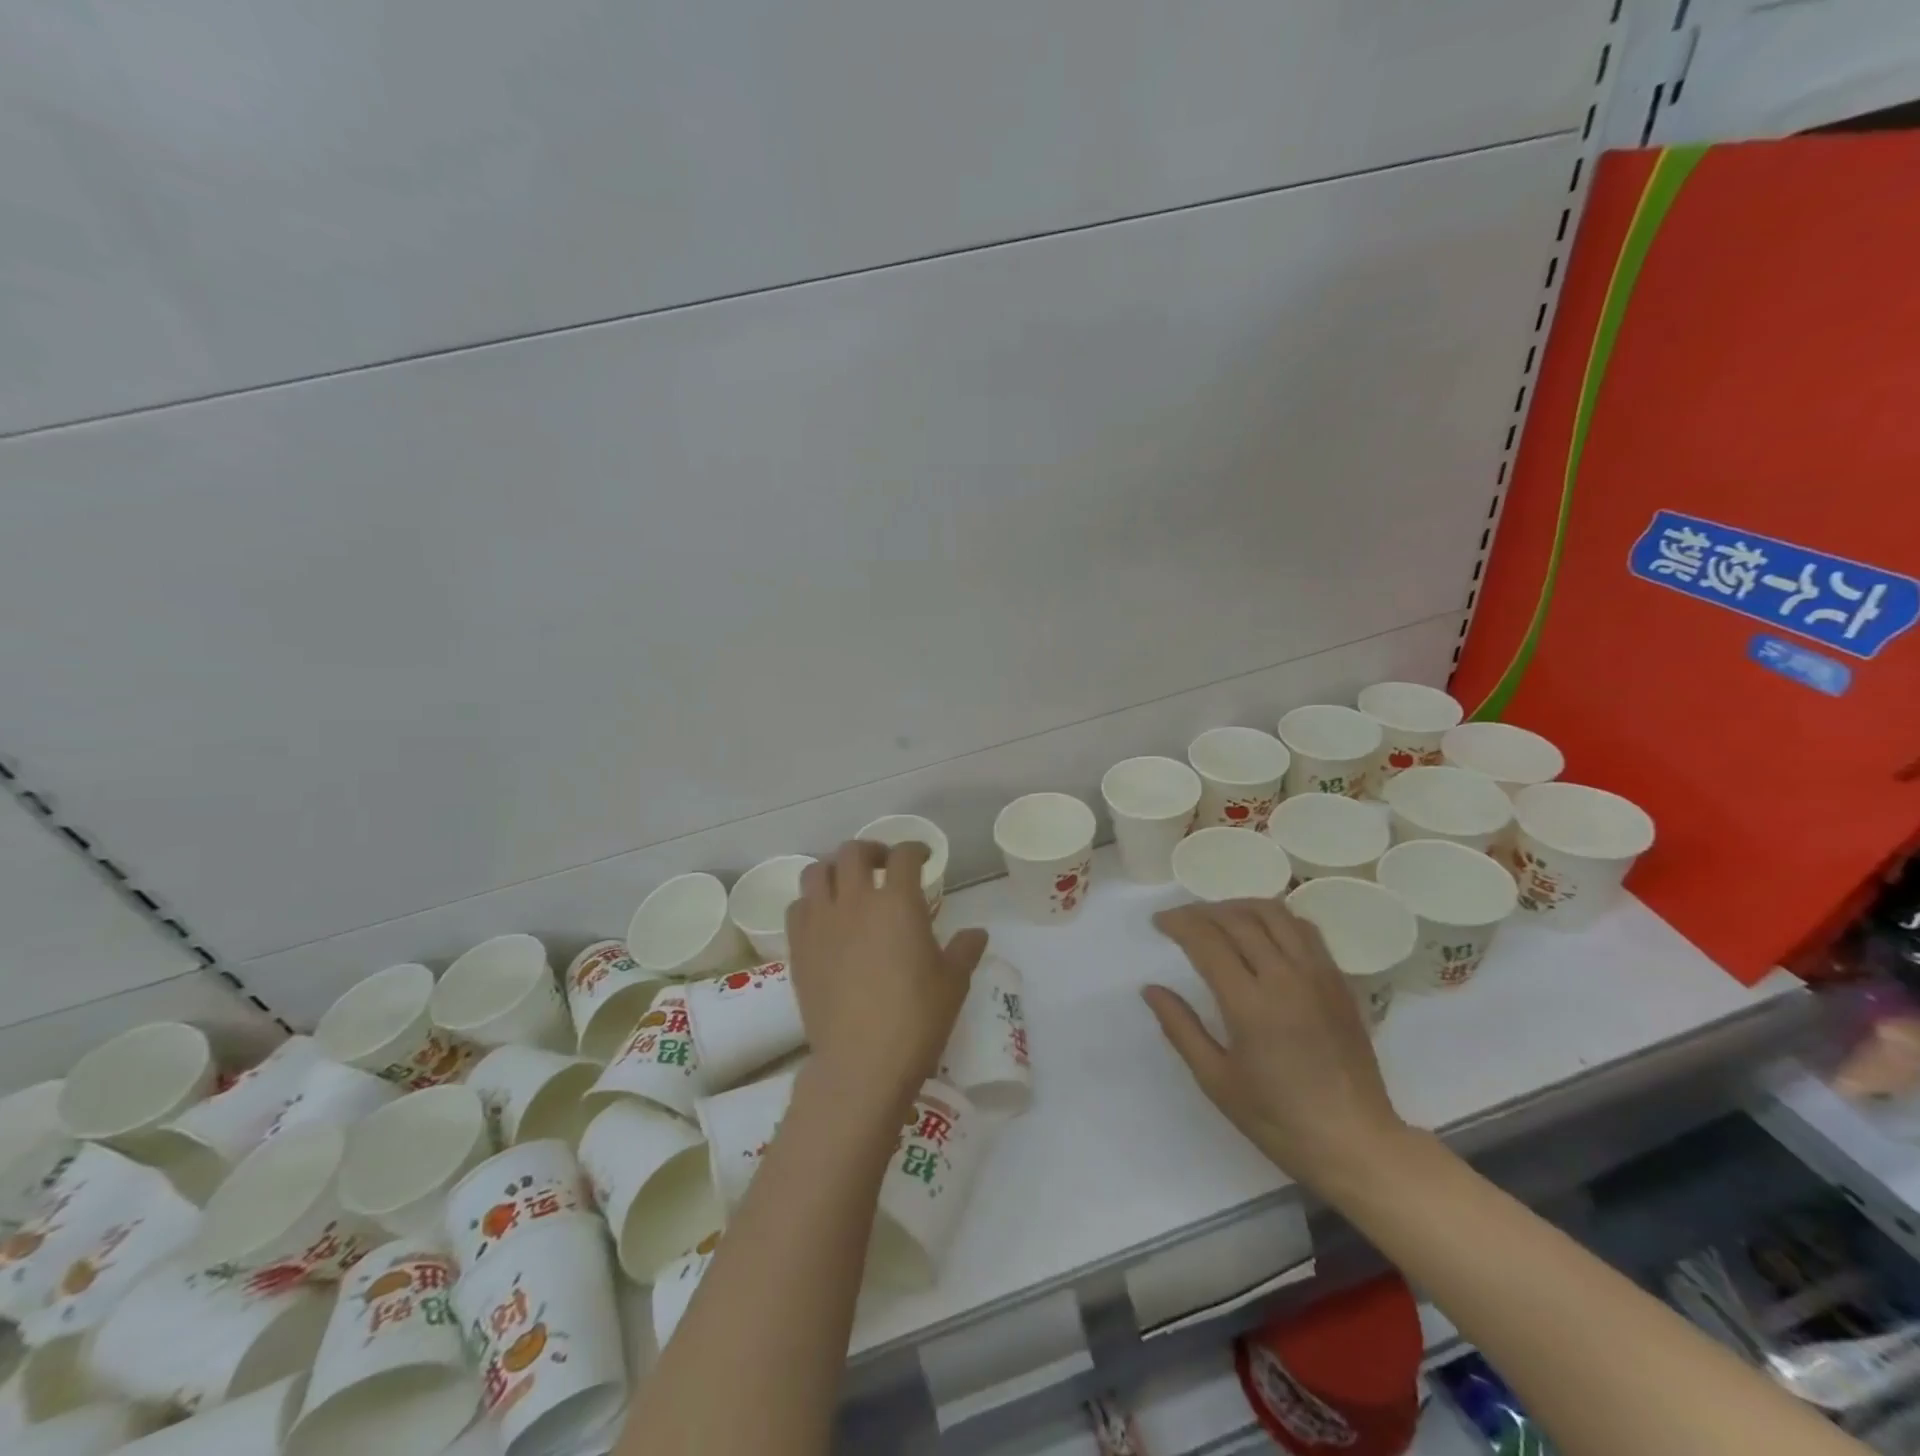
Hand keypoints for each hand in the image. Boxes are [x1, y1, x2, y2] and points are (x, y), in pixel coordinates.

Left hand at [786, 840, 986, 1110]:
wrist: (861, 1062)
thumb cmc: (916, 1019)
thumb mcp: (953, 983)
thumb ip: (964, 950)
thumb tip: (976, 933)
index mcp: (898, 903)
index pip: (904, 856)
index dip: (916, 849)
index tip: (924, 857)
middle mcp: (855, 901)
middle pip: (854, 852)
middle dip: (872, 851)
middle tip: (884, 865)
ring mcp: (821, 922)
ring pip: (817, 872)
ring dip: (835, 869)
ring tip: (848, 884)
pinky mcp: (798, 947)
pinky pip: (798, 907)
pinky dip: (812, 902)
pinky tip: (825, 918)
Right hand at [1144, 898, 1407, 1194]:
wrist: (1356, 1143)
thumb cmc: (1278, 1119)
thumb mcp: (1217, 1081)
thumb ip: (1181, 1028)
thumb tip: (1151, 989)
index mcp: (1250, 1004)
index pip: (1207, 940)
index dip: (1178, 923)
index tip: (1159, 922)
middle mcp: (1286, 978)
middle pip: (1238, 919)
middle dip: (1203, 911)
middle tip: (1181, 919)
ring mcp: (1318, 976)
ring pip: (1275, 914)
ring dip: (1240, 906)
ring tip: (1219, 917)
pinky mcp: (1339, 982)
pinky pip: (1305, 930)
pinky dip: (1276, 918)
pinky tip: (1263, 932)